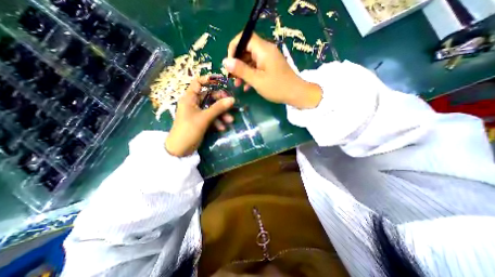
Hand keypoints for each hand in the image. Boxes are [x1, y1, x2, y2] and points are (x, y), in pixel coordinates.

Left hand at [165, 77, 233, 156]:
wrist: (181, 149)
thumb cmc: (188, 130)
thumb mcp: (204, 118)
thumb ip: (218, 108)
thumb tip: (232, 100)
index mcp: (189, 98)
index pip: (198, 82)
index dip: (209, 80)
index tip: (222, 82)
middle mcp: (194, 103)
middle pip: (209, 96)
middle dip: (221, 102)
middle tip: (231, 105)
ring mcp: (198, 112)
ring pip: (212, 108)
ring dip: (222, 114)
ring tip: (230, 121)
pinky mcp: (202, 121)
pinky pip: (212, 117)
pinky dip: (217, 121)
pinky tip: (222, 128)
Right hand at [223, 32, 322, 108]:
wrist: (296, 94)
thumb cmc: (277, 87)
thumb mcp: (257, 80)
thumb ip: (241, 70)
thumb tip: (225, 61)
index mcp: (263, 50)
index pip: (244, 38)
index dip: (234, 48)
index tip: (229, 63)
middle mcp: (266, 51)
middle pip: (246, 50)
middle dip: (237, 63)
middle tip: (231, 77)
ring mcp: (269, 59)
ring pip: (251, 60)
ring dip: (243, 71)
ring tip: (238, 84)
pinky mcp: (271, 67)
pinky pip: (257, 67)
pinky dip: (251, 75)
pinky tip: (247, 87)